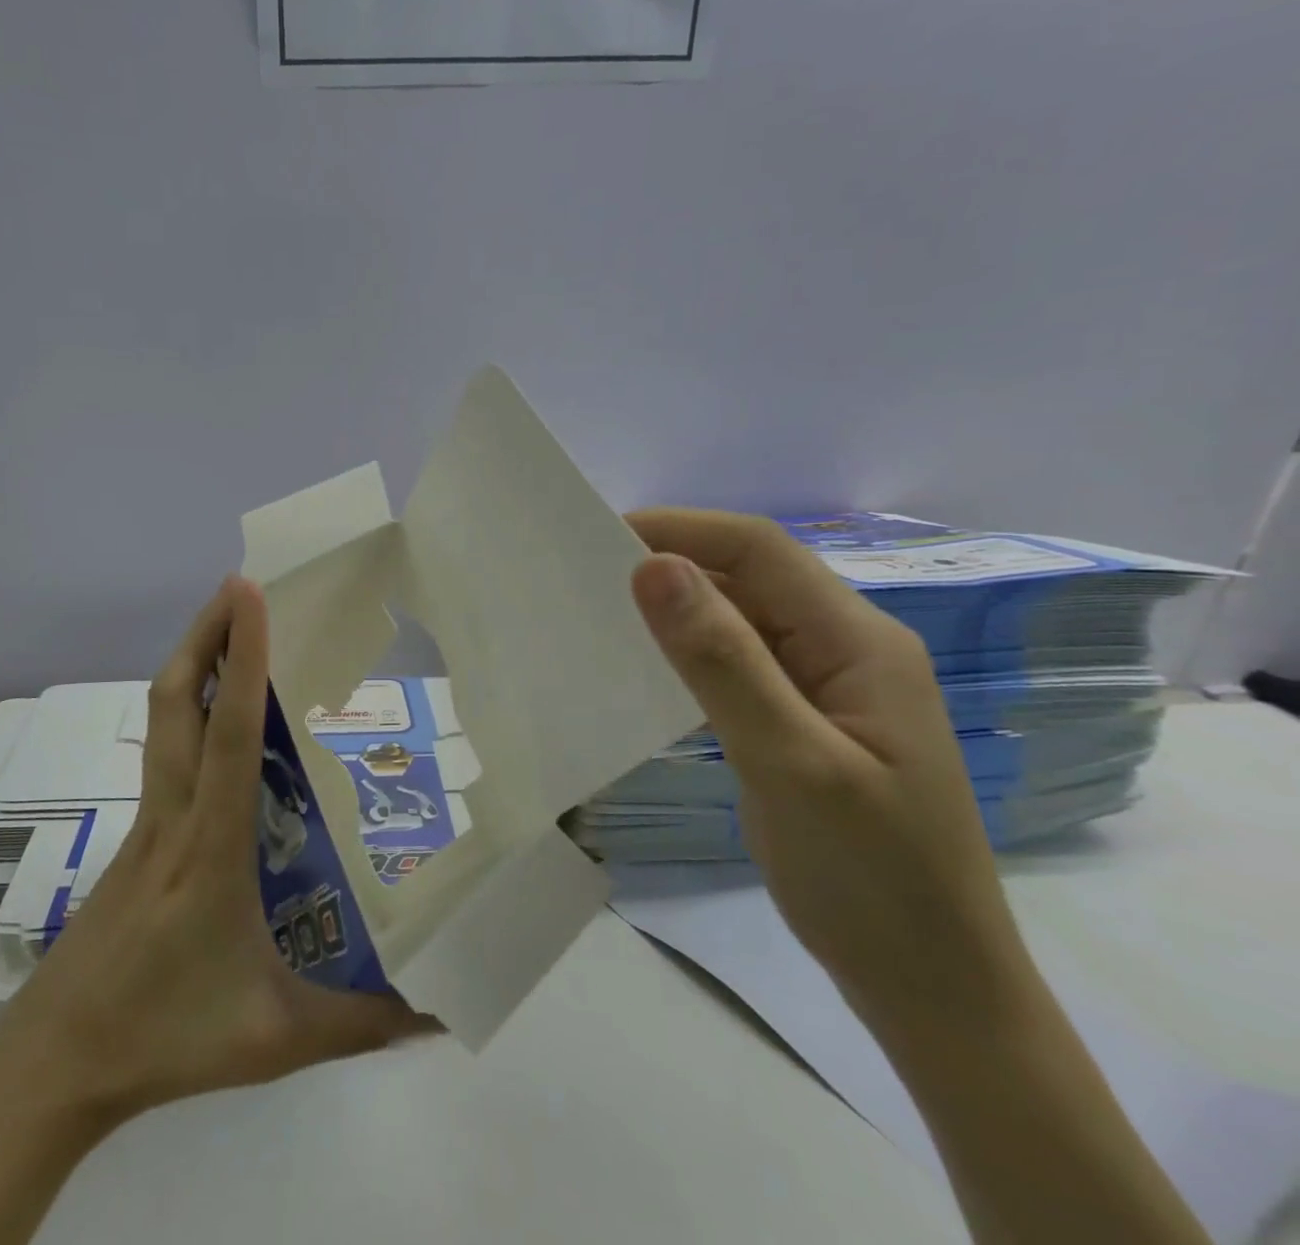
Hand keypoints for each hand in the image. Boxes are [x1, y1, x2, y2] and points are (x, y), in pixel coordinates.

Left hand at [0, 579, 431, 1244]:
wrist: (52, 1062)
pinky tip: (217, 715)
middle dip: (205, 633)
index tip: (249, 594)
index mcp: (211, 847)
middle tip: (238, 586)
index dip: (242, 660)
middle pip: (177, 701)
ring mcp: (146, 821)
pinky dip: (188, 707)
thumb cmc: (163, 1039)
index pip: (228, 736)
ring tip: (228, 624)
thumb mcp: (276, 1039)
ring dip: (193, 660)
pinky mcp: (135, 834)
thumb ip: (365, 1024)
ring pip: (162, 718)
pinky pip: (164, 750)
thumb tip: (445, 1012)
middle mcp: (173, 815)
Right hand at [624, 510, 1036, 1036]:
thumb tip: (653, 567)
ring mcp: (827, 686)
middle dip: (673, 561)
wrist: (933, 989)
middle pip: (752, 576)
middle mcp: (847, 648)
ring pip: (742, 618)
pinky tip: (647, 666)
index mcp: (860, 642)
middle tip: (586, 574)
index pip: (760, 549)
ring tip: (601, 610)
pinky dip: (690, 651)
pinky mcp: (804, 721)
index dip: (681, 529)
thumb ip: (722, 662)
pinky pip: (740, 662)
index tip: (599, 537)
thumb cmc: (872, 879)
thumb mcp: (791, 763)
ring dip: (677, 606)